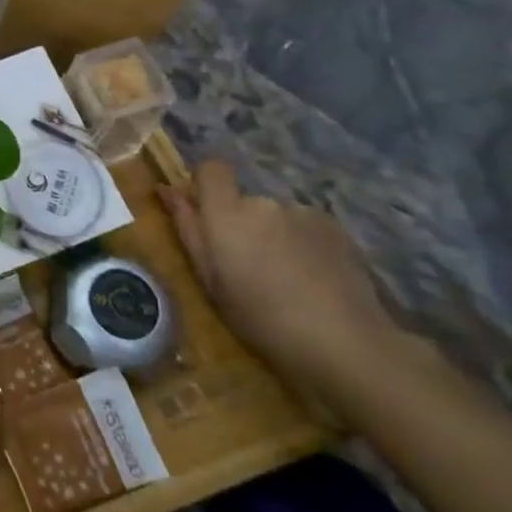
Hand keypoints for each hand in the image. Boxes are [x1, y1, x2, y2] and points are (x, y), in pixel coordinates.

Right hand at [163, 159, 401, 402]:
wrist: (345, 343)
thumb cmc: (261, 318)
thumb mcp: (210, 280)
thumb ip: (188, 229)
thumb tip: (166, 189)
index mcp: (226, 213)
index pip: (212, 168)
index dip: (207, 184)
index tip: (208, 214)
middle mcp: (263, 202)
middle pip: (245, 200)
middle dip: (243, 225)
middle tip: (251, 268)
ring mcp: (303, 213)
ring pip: (277, 217)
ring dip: (275, 237)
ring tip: (288, 280)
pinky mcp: (335, 228)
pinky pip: (306, 227)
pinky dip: (304, 245)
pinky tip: (316, 280)